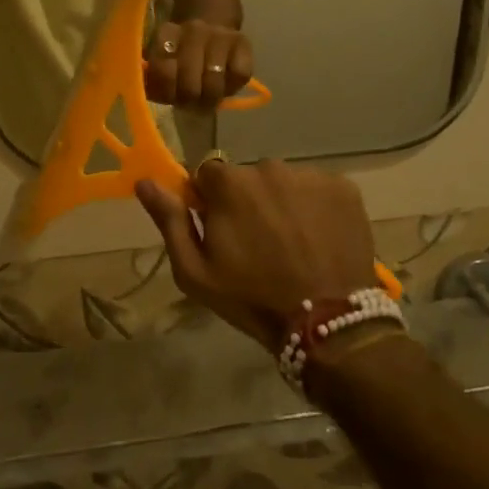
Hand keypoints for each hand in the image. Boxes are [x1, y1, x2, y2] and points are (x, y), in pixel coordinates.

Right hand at [135, 160, 378, 348]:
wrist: (326, 321)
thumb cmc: (251, 298)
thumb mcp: (195, 271)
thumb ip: (170, 221)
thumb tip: (144, 182)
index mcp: (229, 182)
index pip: (209, 176)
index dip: (212, 203)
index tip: (223, 232)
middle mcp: (269, 166)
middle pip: (249, 178)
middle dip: (249, 202)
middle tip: (260, 245)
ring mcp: (310, 175)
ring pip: (285, 183)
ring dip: (283, 204)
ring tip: (294, 245)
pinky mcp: (344, 188)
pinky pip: (319, 190)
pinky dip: (316, 209)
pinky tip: (319, 240)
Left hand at [144, 20, 252, 107]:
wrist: (212, 24)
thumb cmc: (182, 53)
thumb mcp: (162, 60)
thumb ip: (153, 79)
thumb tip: (150, 96)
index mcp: (167, 33)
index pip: (162, 70)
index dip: (166, 91)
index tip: (170, 98)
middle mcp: (193, 30)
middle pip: (189, 82)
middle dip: (188, 99)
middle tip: (189, 103)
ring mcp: (220, 35)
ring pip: (214, 80)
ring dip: (209, 97)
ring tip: (206, 100)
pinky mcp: (243, 43)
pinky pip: (239, 75)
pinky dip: (232, 86)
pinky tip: (225, 84)